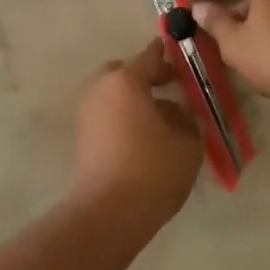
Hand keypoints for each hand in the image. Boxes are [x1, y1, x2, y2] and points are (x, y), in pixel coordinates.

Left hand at [70, 42, 204, 226]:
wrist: (107, 213)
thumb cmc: (152, 170)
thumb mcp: (187, 142)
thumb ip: (185, 118)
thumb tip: (176, 112)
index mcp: (126, 80)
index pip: (151, 55)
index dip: (170, 56)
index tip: (185, 59)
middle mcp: (101, 87)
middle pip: (126, 71)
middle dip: (147, 76)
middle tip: (170, 88)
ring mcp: (87, 110)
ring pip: (114, 92)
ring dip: (133, 97)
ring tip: (159, 117)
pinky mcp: (82, 134)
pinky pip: (106, 111)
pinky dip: (122, 114)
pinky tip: (142, 135)